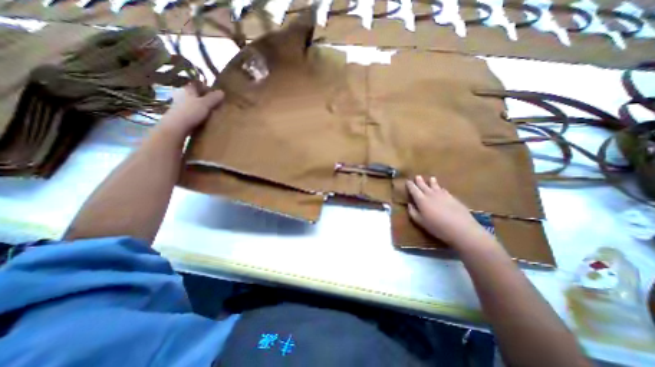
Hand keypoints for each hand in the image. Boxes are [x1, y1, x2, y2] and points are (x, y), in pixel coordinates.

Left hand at [161, 85, 225, 134]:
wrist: (177, 126)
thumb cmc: (191, 112)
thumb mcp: (205, 104)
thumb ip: (213, 98)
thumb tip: (222, 92)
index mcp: (187, 89)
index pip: (198, 84)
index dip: (207, 88)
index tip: (216, 95)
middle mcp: (182, 94)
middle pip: (196, 93)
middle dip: (205, 97)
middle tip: (215, 104)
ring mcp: (180, 104)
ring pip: (193, 102)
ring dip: (201, 105)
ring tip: (211, 112)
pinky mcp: (180, 113)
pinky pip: (191, 110)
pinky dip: (197, 112)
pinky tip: (203, 118)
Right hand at [404, 175, 491, 249]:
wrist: (461, 228)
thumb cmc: (437, 226)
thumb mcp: (420, 222)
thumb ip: (413, 212)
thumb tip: (409, 204)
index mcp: (421, 200)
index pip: (414, 190)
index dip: (410, 185)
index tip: (407, 181)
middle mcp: (431, 194)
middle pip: (424, 185)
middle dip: (419, 181)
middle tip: (417, 176)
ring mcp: (442, 195)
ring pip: (435, 186)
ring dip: (432, 181)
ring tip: (431, 178)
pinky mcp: (452, 197)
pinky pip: (444, 190)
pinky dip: (441, 188)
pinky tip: (441, 188)